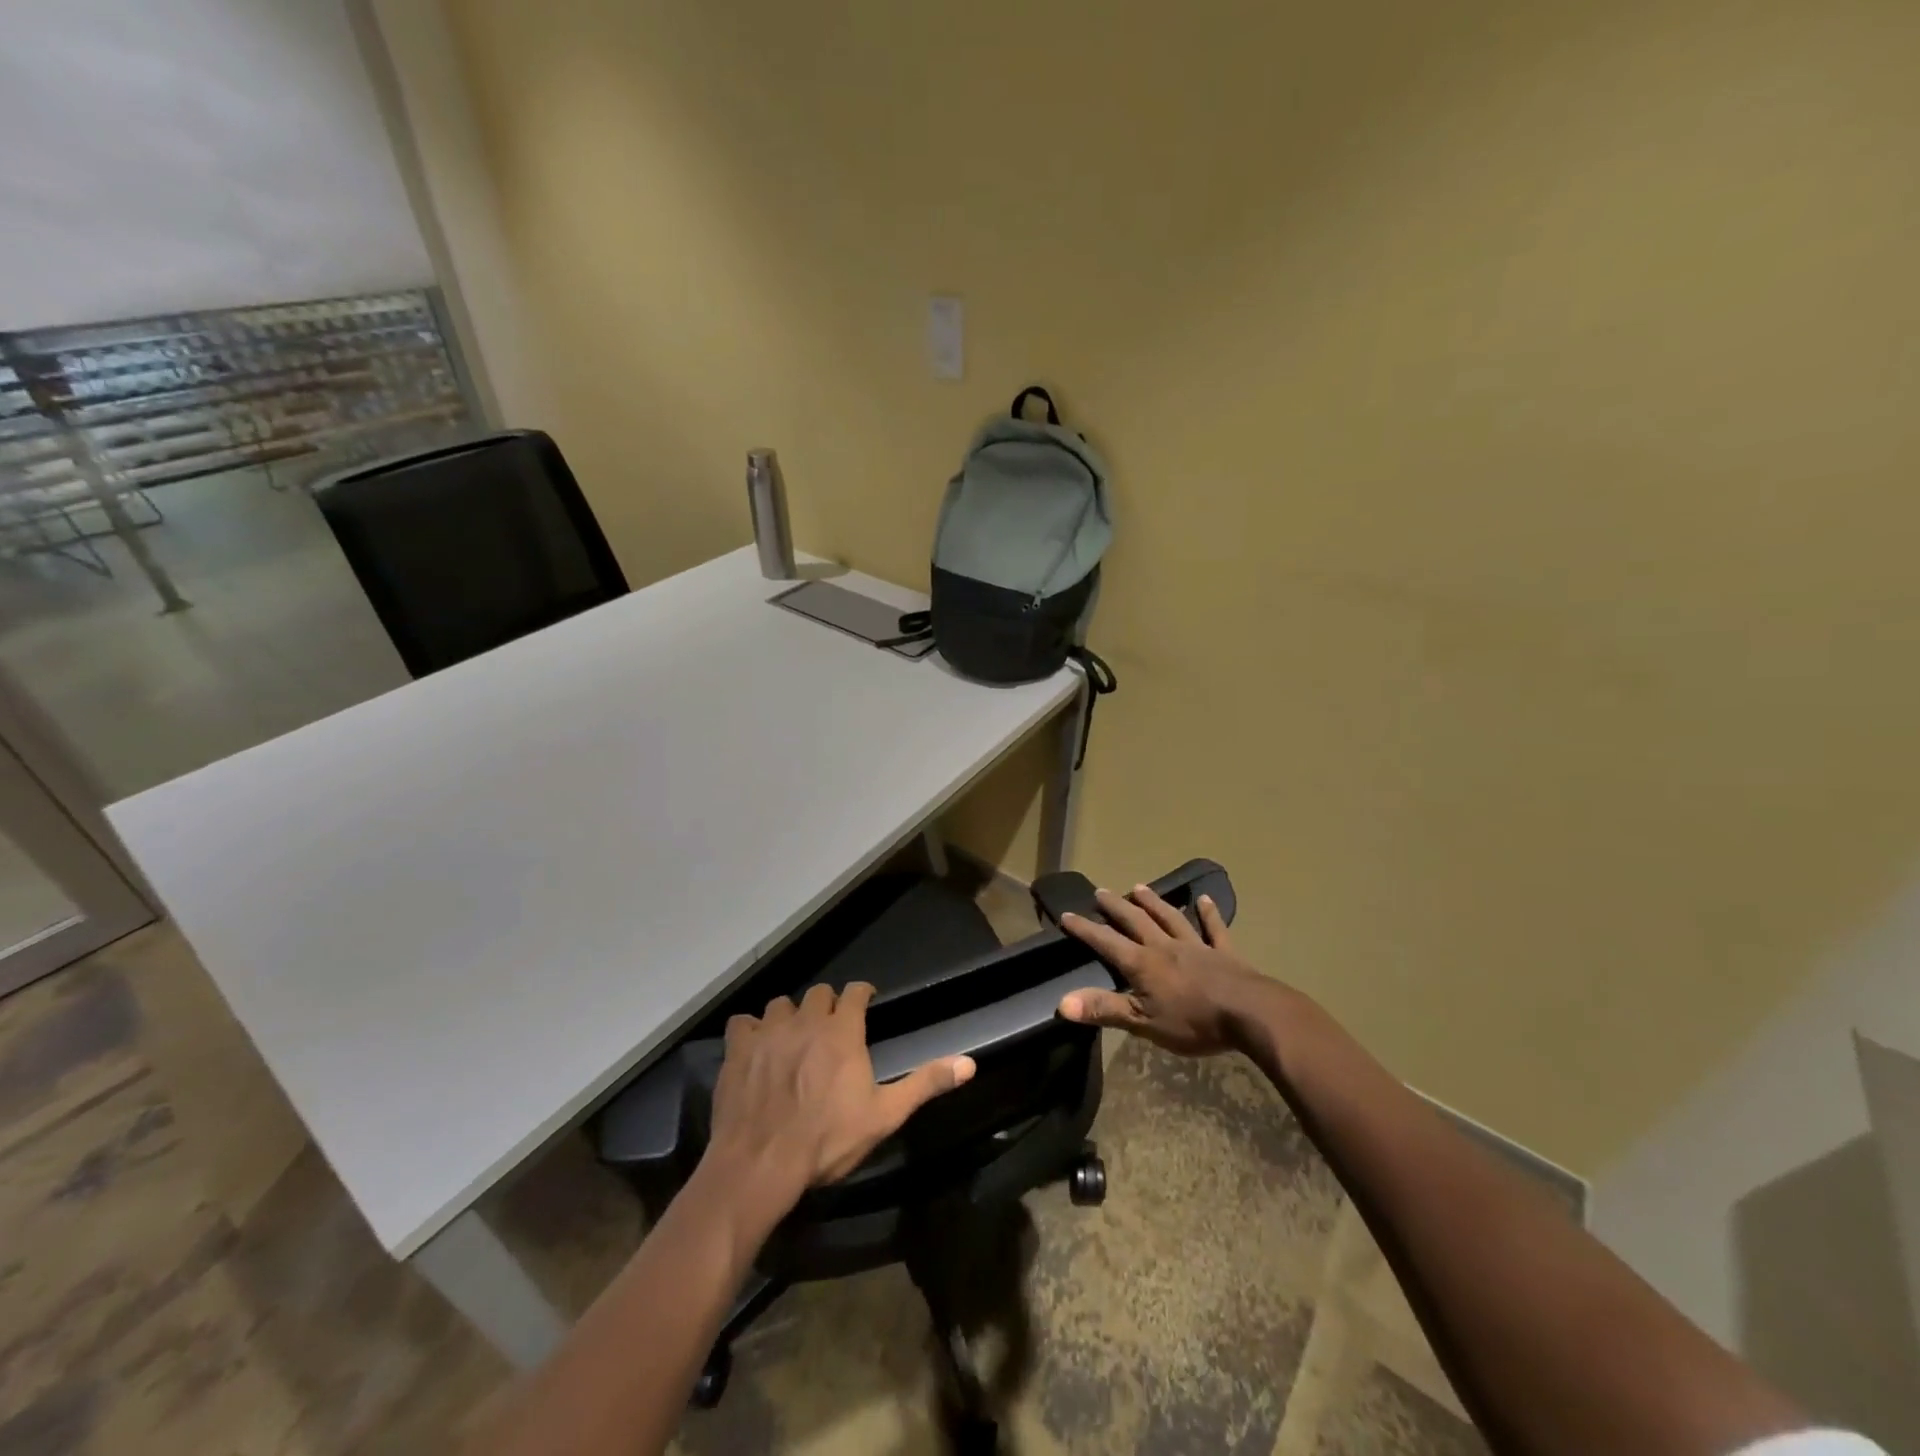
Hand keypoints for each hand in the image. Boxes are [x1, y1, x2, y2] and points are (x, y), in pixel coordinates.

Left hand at [705, 981, 974, 1217]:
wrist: (761, 1163)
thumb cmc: (827, 1140)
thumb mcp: (884, 1116)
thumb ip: (925, 1084)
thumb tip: (969, 1063)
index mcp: (842, 1031)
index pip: (855, 991)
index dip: (861, 994)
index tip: (864, 1004)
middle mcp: (806, 1020)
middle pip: (818, 993)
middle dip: (827, 1005)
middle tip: (828, 1030)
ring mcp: (769, 1031)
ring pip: (781, 1004)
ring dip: (789, 1016)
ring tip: (792, 1038)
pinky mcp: (738, 1048)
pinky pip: (743, 1022)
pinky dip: (750, 1030)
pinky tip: (755, 1047)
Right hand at [1058, 885, 1274, 1055]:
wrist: (1250, 1014)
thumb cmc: (1194, 1022)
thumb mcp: (1143, 1022)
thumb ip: (1104, 1009)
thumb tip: (1062, 1003)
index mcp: (1143, 964)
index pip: (1107, 942)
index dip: (1085, 930)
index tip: (1066, 914)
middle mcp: (1165, 947)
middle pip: (1136, 921)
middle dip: (1116, 907)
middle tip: (1101, 891)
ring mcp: (1196, 946)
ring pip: (1170, 918)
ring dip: (1153, 902)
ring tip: (1139, 886)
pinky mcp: (1225, 953)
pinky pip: (1214, 929)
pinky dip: (1209, 913)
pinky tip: (1205, 899)